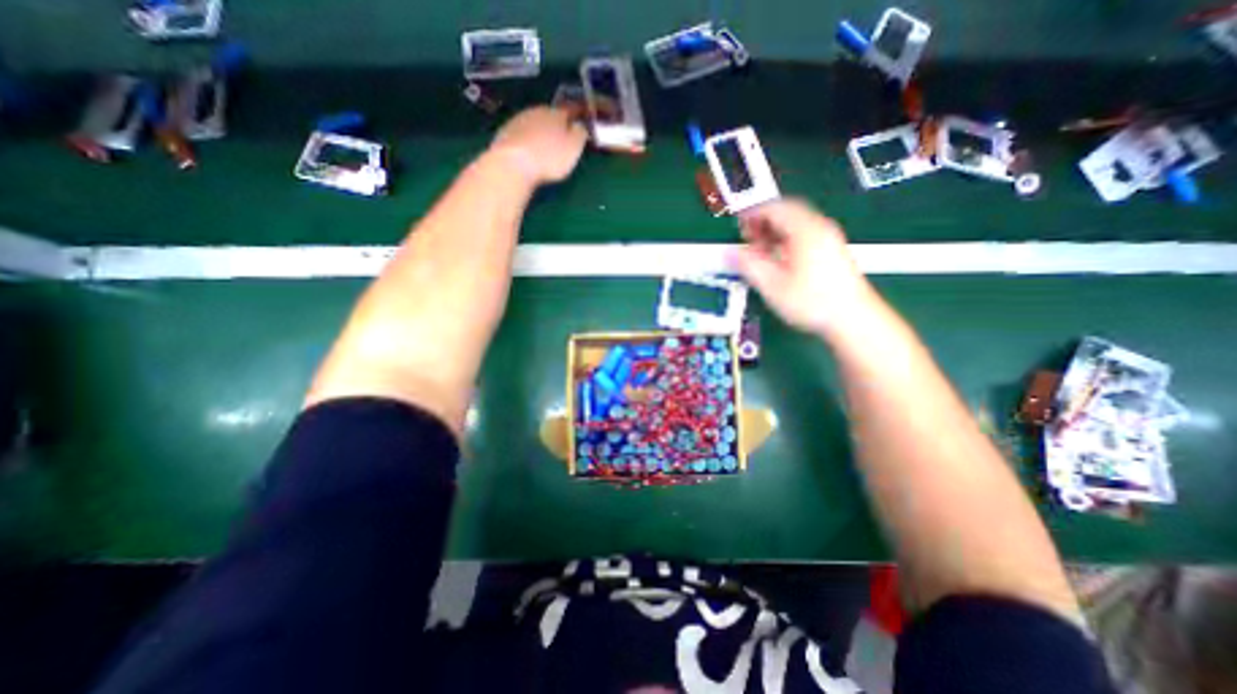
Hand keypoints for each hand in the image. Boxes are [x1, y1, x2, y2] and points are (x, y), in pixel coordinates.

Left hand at [488, 107, 587, 184]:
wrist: (512, 164)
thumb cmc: (549, 158)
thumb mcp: (574, 148)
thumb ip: (580, 134)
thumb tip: (580, 125)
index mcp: (556, 114)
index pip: (570, 110)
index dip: (576, 115)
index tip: (581, 121)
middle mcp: (536, 111)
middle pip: (550, 116)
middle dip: (556, 125)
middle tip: (562, 138)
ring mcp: (518, 121)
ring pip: (534, 123)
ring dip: (540, 132)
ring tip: (544, 147)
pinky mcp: (504, 133)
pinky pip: (521, 134)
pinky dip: (526, 141)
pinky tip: (528, 152)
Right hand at [732, 197, 878, 338]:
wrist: (853, 319)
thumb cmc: (812, 302)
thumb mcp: (772, 285)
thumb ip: (749, 265)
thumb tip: (730, 253)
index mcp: (805, 231)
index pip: (776, 208)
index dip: (753, 213)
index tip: (738, 224)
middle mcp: (820, 228)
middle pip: (788, 212)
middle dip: (764, 221)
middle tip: (747, 237)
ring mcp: (829, 239)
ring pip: (797, 224)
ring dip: (775, 232)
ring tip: (760, 250)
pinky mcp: (833, 252)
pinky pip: (805, 236)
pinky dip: (787, 240)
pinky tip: (779, 259)